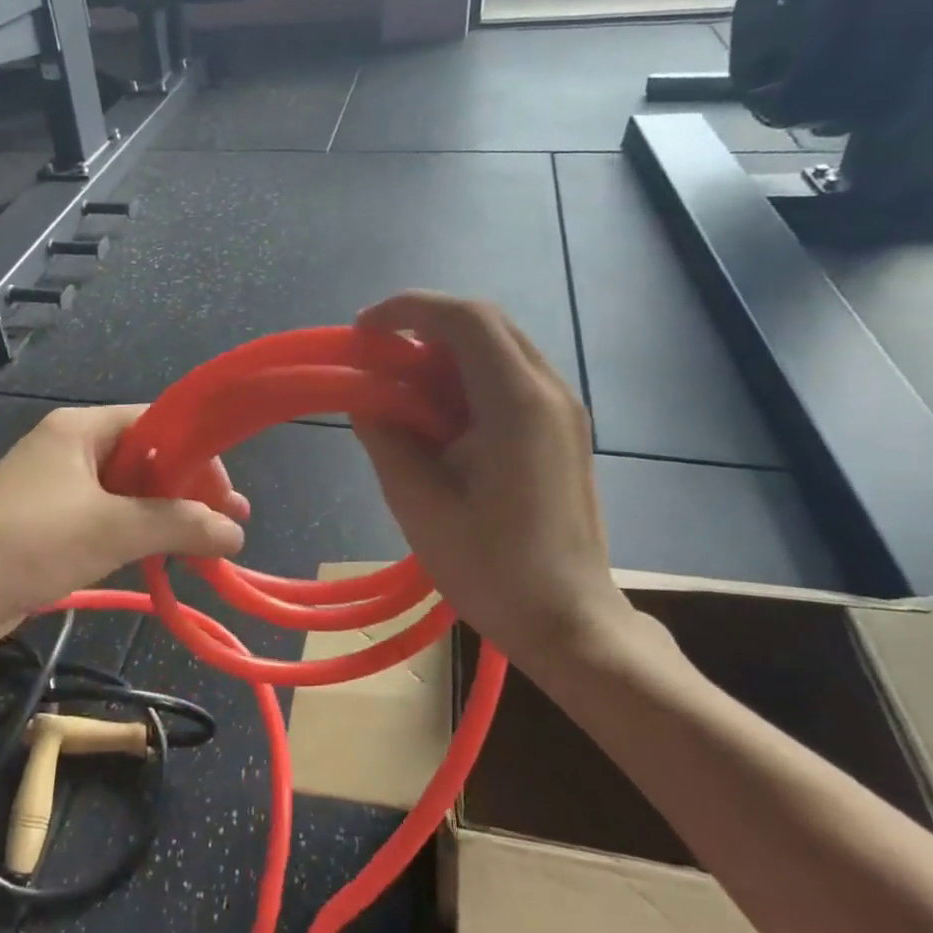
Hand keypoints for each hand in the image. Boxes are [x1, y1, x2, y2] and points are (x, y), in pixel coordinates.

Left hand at [0, 405, 247, 651]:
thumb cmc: (31, 541)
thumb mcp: (114, 529)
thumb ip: (180, 525)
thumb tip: (236, 533)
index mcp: (81, 429)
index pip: (156, 423)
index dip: (197, 454)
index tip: (226, 495)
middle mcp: (70, 448)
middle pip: (146, 459)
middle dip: (188, 492)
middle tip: (228, 526)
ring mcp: (57, 487)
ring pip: (128, 494)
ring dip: (166, 518)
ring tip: (206, 549)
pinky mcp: (49, 523)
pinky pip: (106, 519)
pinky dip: (137, 535)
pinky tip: (163, 559)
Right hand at [352, 292, 657, 674]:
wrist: (569, 622)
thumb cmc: (490, 569)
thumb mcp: (418, 503)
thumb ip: (386, 437)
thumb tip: (365, 398)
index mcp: (517, 402)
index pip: (465, 319)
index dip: (407, 309)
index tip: (363, 331)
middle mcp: (549, 391)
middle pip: (485, 324)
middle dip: (424, 329)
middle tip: (379, 362)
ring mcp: (563, 410)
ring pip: (499, 350)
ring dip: (446, 357)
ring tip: (403, 395)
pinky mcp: (564, 431)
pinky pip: (511, 380)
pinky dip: (468, 382)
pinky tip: (442, 423)